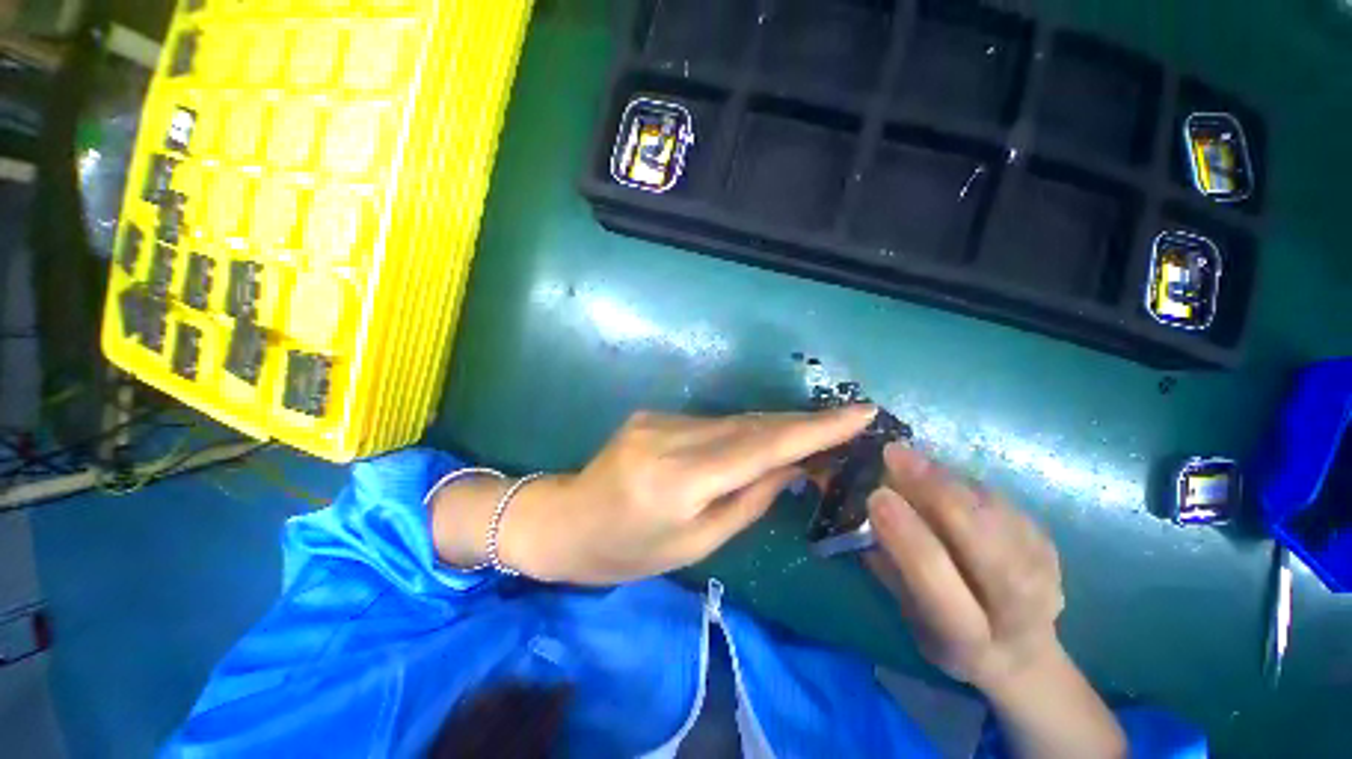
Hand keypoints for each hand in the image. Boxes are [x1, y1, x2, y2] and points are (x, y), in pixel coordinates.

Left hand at [502, 406, 876, 584]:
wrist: (565, 520)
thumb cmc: (626, 552)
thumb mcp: (693, 545)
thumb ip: (745, 501)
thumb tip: (790, 468)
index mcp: (678, 480)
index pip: (760, 446)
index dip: (814, 429)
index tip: (859, 414)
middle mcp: (670, 438)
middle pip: (751, 425)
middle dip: (801, 423)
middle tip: (846, 423)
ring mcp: (659, 419)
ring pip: (733, 420)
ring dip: (774, 426)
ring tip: (814, 433)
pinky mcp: (654, 415)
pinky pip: (711, 422)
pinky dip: (742, 430)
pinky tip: (761, 439)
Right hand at [864, 444, 1064, 694]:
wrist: (1019, 652)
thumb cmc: (945, 634)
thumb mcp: (908, 615)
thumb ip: (888, 565)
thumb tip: (860, 510)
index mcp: (968, 639)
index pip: (939, 585)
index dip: (908, 538)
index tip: (876, 495)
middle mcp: (1016, 613)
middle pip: (986, 547)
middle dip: (939, 495)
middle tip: (896, 455)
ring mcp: (1044, 576)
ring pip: (999, 517)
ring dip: (951, 480)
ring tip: (911, 456)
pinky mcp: (1049, 547)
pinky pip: (1006, 505)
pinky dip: (967, 483)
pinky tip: (940, 474)